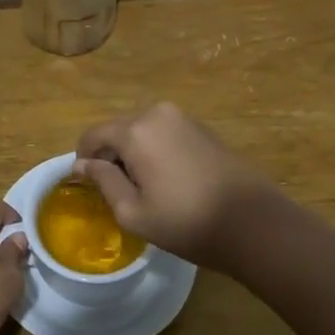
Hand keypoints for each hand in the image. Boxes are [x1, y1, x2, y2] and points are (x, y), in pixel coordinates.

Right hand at [74, 103, 281, 271]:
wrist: (253, 222)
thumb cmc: (187, 221)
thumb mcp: (134, 212)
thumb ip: (103, 182)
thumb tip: (81, 165)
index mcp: (136, 130)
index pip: (93, 135)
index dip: (84, 160)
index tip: (87, 186)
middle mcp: (156, 112)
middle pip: (117, 129)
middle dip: (109, 155)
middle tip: (116, 191)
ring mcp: (182, 117)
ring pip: (140, 130)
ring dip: (132, 152)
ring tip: (142, 187)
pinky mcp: (201, 127)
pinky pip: (163, 132)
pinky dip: (154, 149)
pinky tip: (166, 179)